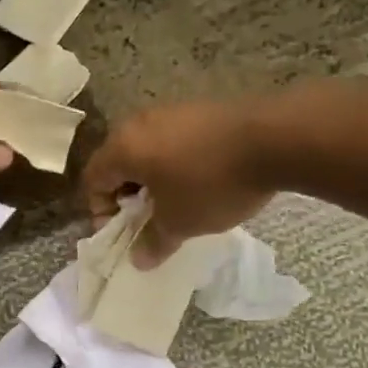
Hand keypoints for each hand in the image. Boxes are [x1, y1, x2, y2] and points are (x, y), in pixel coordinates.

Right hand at [81, 100, 276, 265]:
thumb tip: (139, 259)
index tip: (125, 233)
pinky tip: (202, 179)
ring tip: (176, 201)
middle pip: (117, 162)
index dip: (100, 211)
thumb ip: (153, 242)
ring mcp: (170, 111)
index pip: (92, 180)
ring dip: (152, 177)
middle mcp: (138, 123)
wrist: (276, 139)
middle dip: (127, 194)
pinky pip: (173, 140)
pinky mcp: (200, 109)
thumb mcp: (180, 223)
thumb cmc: (212, 183)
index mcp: (122, 148)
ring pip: (146, 149)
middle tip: (148, 219)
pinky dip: (176, 161)